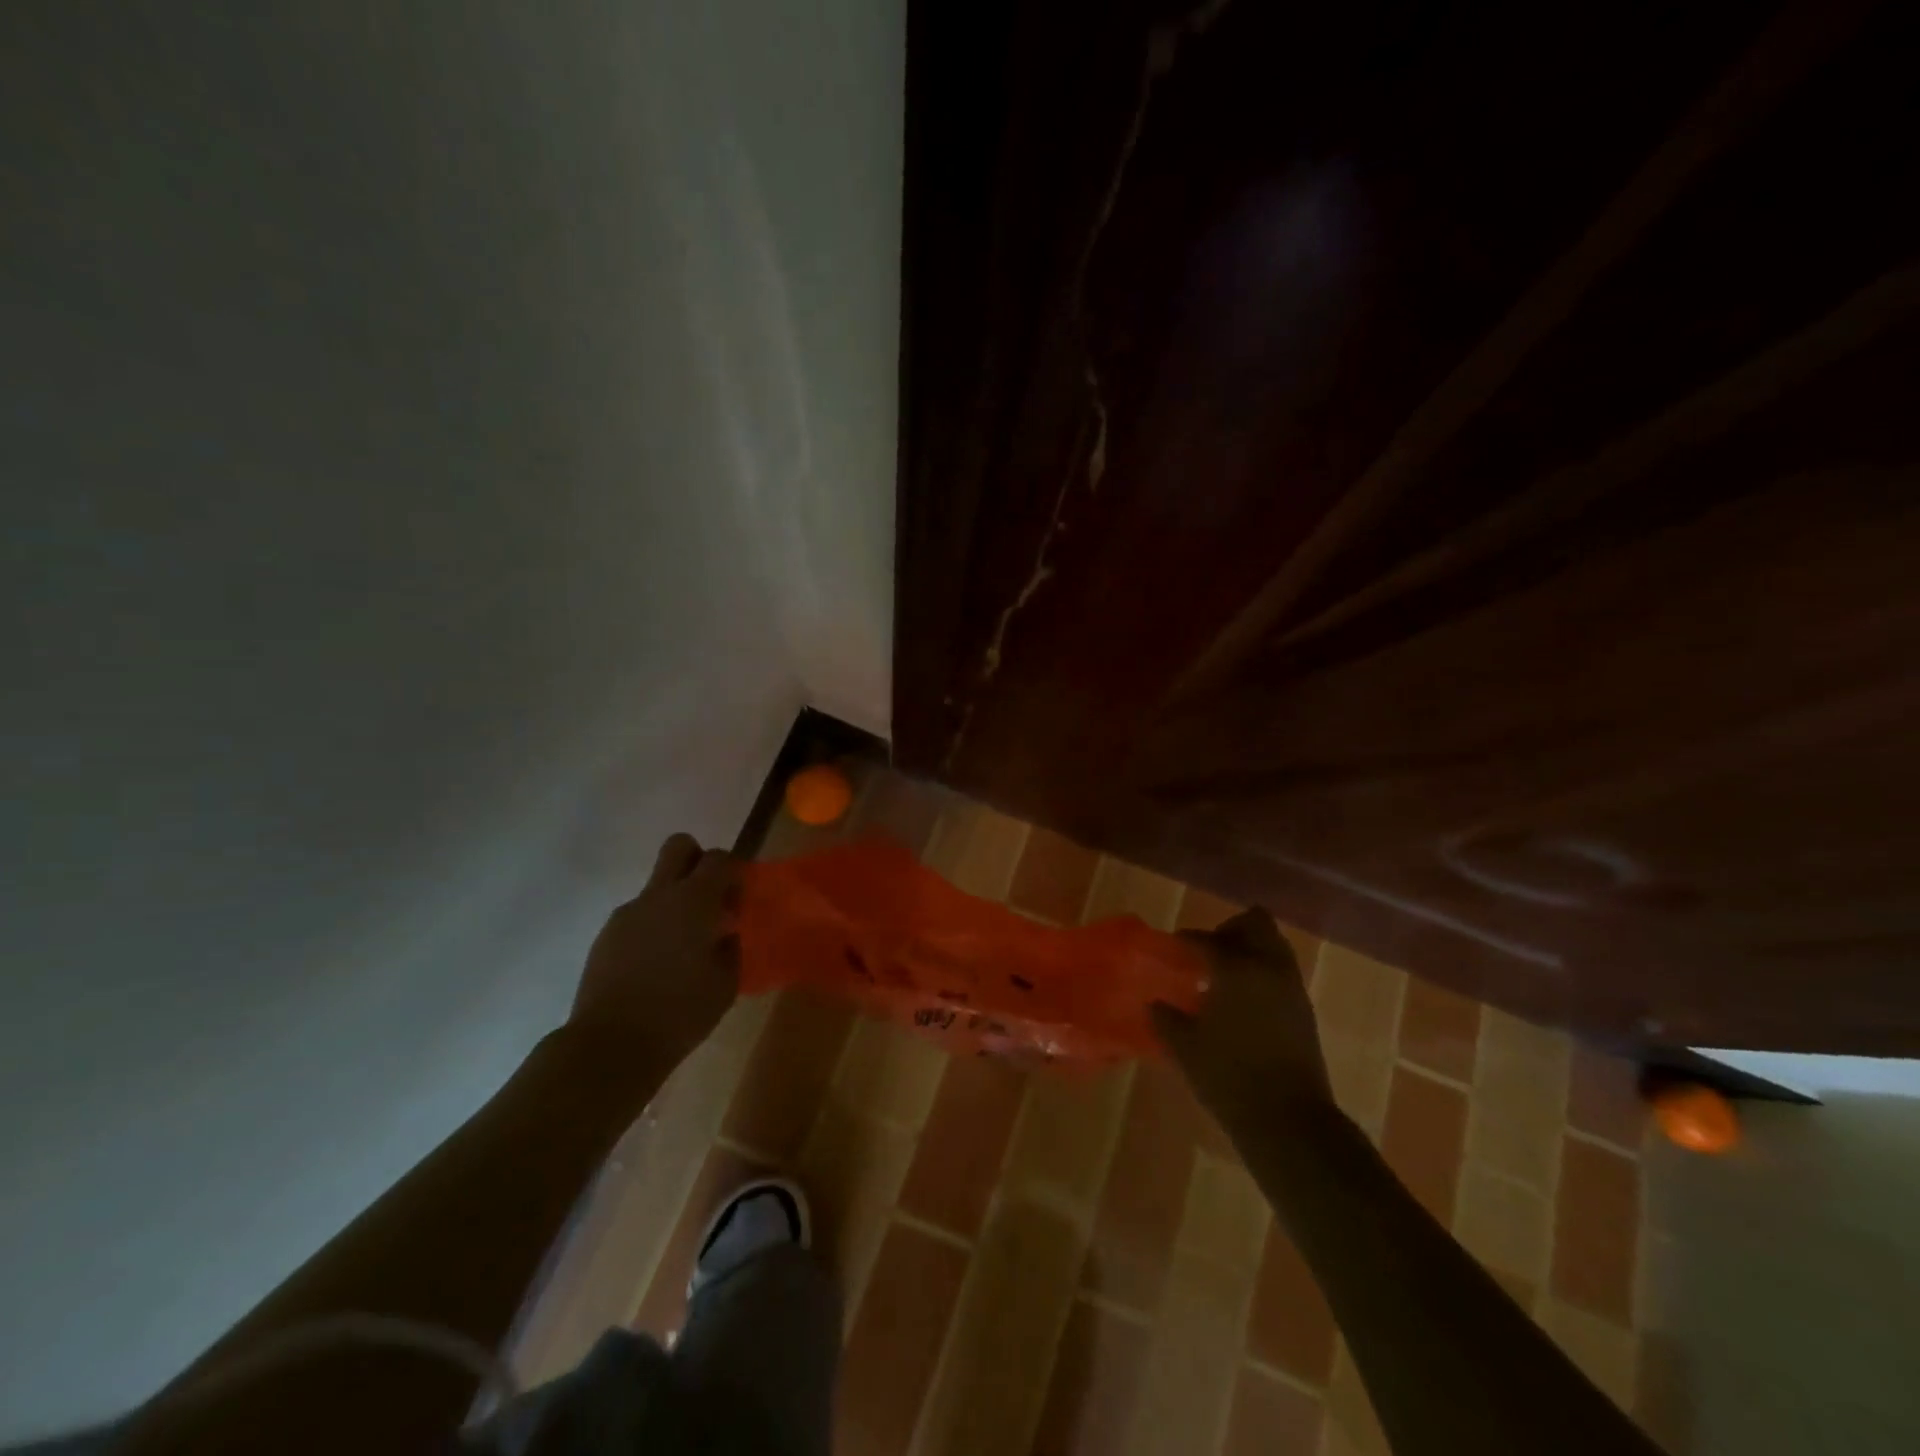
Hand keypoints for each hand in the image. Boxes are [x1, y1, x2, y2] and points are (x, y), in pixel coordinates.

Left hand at [568, 833, 740, 1072]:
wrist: (611, 1044)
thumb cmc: (681, 1012)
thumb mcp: (727, 983)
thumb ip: (731, 947)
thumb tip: (725, 933)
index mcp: (695, 901)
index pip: (719, 859)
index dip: (734, 871)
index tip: (739, 899)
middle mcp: (660, 895)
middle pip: (679, 847)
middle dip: (698, 860)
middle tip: (709, 898)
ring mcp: (628, 913)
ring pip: (657, 887)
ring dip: (674, 902)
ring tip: (682, 948)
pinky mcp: (607, 936)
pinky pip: (639, 916)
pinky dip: (653, 928)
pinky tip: (656, 966)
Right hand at [1150, 908, 1332, 1129]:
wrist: (1289, 1120)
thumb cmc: (1228, 1077)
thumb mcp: (1184, 1046)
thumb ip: (1165, 1017)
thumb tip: (1154, 1003)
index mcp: (1237, 968)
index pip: (1207, 939)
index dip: (1185, 941)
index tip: (1170, 949)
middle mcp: (1269, 967)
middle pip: (1255, 923)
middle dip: (1229, 930)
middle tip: (1205, 952)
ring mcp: (1292, 988)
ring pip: (1273, 946)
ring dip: (1249, 951)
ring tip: (1222, 978)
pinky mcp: (1304, 1011)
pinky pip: (1281, 974)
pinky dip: (1261, 975)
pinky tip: (1240, 1003)